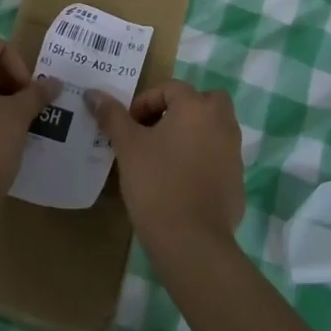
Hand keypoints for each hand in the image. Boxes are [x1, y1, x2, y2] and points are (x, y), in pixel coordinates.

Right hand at [88, 80, 243, 254]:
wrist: (192, 242)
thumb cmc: (157, 184)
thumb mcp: (128, 147)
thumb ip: (113, 116)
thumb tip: (93, 93)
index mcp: (196, 107)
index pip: (170, 88)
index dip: (145, 103)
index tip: (129, 127)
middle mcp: (222, 122)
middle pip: (204, 101)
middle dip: (181, 110)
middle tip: (156, 131)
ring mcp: (234, 152)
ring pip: (214, 129)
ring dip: (193, 134)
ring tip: (165, 157)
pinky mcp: (237, 181)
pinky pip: (218, 158)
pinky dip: (203, 161)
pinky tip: (182, 184)